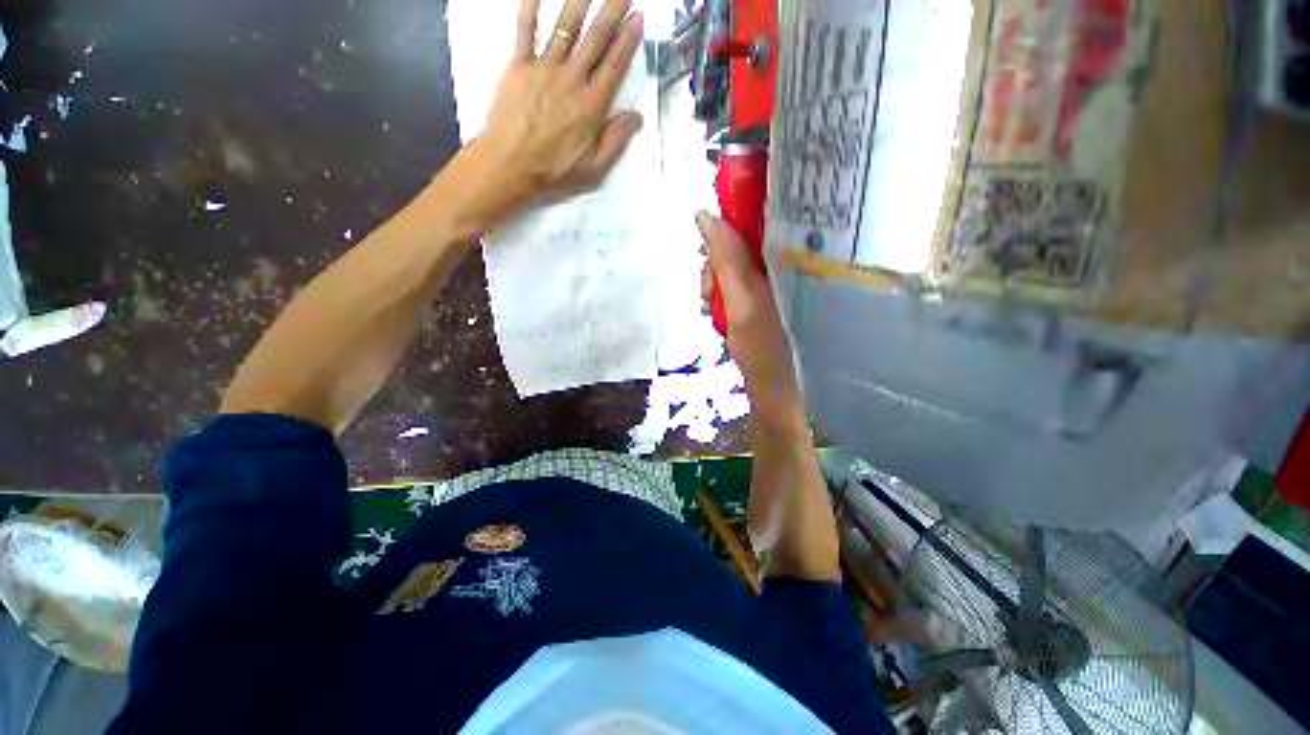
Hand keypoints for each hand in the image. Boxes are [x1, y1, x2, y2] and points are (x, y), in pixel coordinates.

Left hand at [474, 0, 644, 212]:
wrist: (511, 164)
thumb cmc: (555, 170)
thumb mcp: (594, 168)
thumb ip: (616, 140)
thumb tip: (636, 116)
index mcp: (592, 105)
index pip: (615, 65)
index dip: (628, 39)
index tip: (639, 17)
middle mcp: (572, 79)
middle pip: (596, 38)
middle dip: (612, 10)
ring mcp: (544, 68)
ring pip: (566, 27)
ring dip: (581, 1)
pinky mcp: (519, 65)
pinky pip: (525, 30)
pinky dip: (530, 8)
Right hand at [697, 212, 807, 438]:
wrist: (775, 393)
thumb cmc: (763, 348)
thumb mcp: (741, 300)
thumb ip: (725, 258)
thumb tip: (704, 215)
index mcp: (785, 259)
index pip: (755, 218)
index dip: (725, 225)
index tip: (706, 249)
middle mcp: (779, 266)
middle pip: (736, 245)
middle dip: (713, 269)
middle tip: (709, 295)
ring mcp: (768, 286)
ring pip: (729, 268)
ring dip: (712, 288)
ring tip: (712, 312)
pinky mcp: (758, 302)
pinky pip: (730, 288)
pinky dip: (718, 300)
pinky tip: (717, 317)